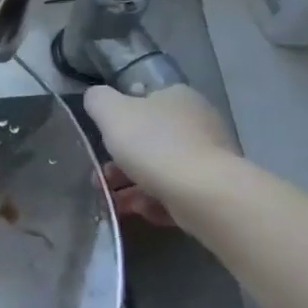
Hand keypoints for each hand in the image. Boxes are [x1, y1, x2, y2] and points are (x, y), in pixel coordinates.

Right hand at [85, 84, 239, 226]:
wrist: (202, 193)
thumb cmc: (153, 144)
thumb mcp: (111, 112)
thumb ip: (98, 100)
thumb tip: (95, 98)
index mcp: (177, 96)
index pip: (144, 100)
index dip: (119, 119)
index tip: (102, 140)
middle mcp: (198, 122)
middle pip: (149, 139)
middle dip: (121, 160)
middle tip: (101, 178)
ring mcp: (208, 157)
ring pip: (160, 169)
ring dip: (132, 185)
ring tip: (114, 201)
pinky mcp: (212, 189)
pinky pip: (175, 192)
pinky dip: (155, 201)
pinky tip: (140, 211)